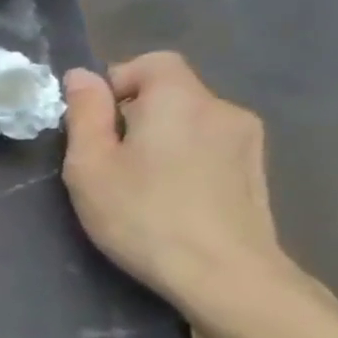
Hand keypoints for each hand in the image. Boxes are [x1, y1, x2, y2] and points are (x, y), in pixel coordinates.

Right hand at [61, 52, 285, 308]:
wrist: (225, 275)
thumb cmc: (143, 216)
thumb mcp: (90, 165)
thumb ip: (85, 114)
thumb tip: (81, 76)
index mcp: (178, 99)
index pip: (150, 62)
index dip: (117, 83)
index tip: (96, 124)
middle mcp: (221, 108)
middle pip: (171, 92)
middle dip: (135, 114)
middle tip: (109, 160)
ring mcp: (247, 140)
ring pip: (190, 121)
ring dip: (161, 138)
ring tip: (141, 183)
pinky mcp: (257, 170)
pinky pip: (210, 145)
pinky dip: (185, 158)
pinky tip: (172, 197)